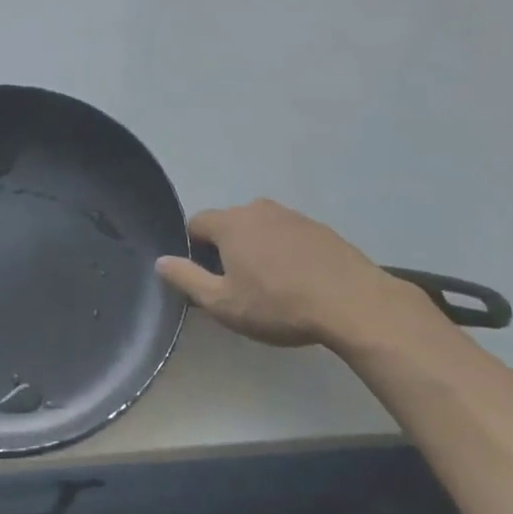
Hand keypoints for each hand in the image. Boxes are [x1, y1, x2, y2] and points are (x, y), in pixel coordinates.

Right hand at [156, 199, 436, 352]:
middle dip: (227, 249)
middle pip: (229, 225)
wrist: (352, 303)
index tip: (208, 278)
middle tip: (239, 286)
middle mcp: (257, 208)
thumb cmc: (279, 304)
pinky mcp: (318, 227)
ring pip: (260, 229)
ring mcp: (291, 215)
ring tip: (272, 286)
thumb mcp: (224, 303)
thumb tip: (160, 261)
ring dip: (258, 250)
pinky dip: (285, 252)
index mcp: (230, 223)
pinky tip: (299, 282)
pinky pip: (288, 236)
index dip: (194, 250)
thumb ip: (187, 279)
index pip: (196, 223)